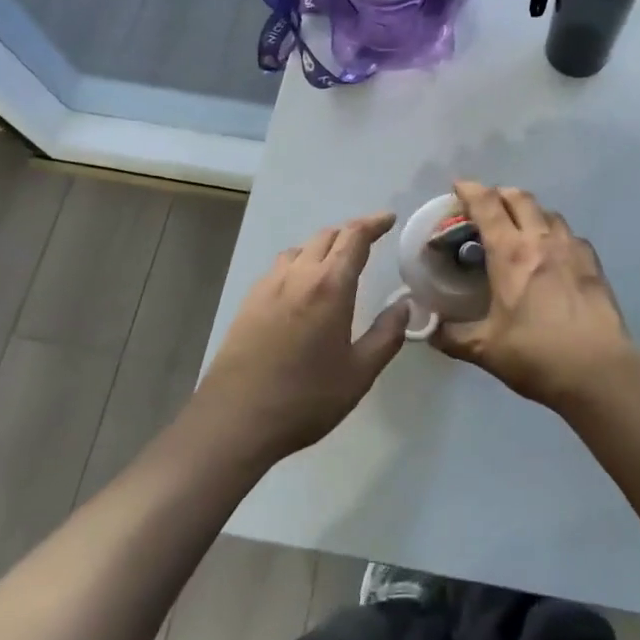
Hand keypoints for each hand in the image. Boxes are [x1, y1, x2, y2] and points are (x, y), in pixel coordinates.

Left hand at [195, 213, 404, 461]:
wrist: (234, 420)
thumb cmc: (305, 398)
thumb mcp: (359, 374)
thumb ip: (387, 335)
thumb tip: (404, 305)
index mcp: (329, 286)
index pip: (354, 237)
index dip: (374, 223)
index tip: (389, 219)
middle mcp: (298, 275)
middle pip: (326, 236)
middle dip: (350, 234)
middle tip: (369, 243)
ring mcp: (268, 286)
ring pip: (300, 249)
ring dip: (322, 248)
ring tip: (335, 265)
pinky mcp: (249, 302)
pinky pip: (280, 268)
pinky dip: (299, 265)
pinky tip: (302, 290)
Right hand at [432, 181, 636, 410]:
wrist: (598, 370)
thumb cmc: (536, 355)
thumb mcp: (486, 350)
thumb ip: (453, 337)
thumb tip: (430, 330)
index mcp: (510, 253)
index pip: (487, 205)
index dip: (470, 190)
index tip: (458, 186)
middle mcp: (541, 240)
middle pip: (520, 198)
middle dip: (500, 194)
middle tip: (486, 206)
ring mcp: (572, 248)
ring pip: (548, 212)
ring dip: (529, 211)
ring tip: (519, 228)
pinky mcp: (593, 263)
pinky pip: (570, 235)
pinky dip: (555, 234)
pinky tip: (553, 254)